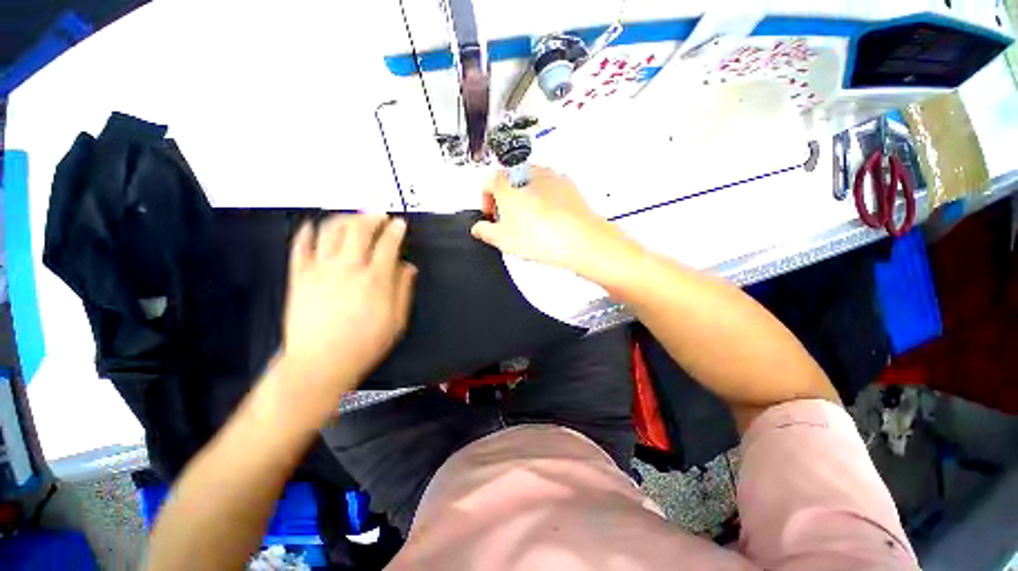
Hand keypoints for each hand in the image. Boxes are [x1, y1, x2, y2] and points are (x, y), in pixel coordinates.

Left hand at [278, 215, 416, 403]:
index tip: (399, 224)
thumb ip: (404, 289)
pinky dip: (308, 232)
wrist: (321, 363)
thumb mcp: (397, 320)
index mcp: (375, 280)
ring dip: (345, 218)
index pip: (388, 244)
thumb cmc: (365, 344)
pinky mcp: (299, 276)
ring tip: (353, 217)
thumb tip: (408, 267)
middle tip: (379, 215)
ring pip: (331, 231)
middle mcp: (348, 268)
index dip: (395, 230)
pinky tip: (314, 227)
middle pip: (359, 230)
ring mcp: (320, 270)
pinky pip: (301, 246)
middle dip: (372, 217)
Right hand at [471, 166, 640, 278]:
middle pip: (509, 183)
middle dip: (506, 201)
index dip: (486, 202)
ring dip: (525, 200)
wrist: (579, 239)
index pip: (487, 184)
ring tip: (530, 224)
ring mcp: (550, 176)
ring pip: (529, 185)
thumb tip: (480, 228)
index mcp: (507, 182)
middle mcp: (528, 173)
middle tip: (509, 222)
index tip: (491, 217)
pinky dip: (544, 200)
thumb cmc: (542, 236)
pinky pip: (549, 189)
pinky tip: (548, 221)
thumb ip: (485, 231)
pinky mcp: (567, 184)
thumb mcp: (503, 240)